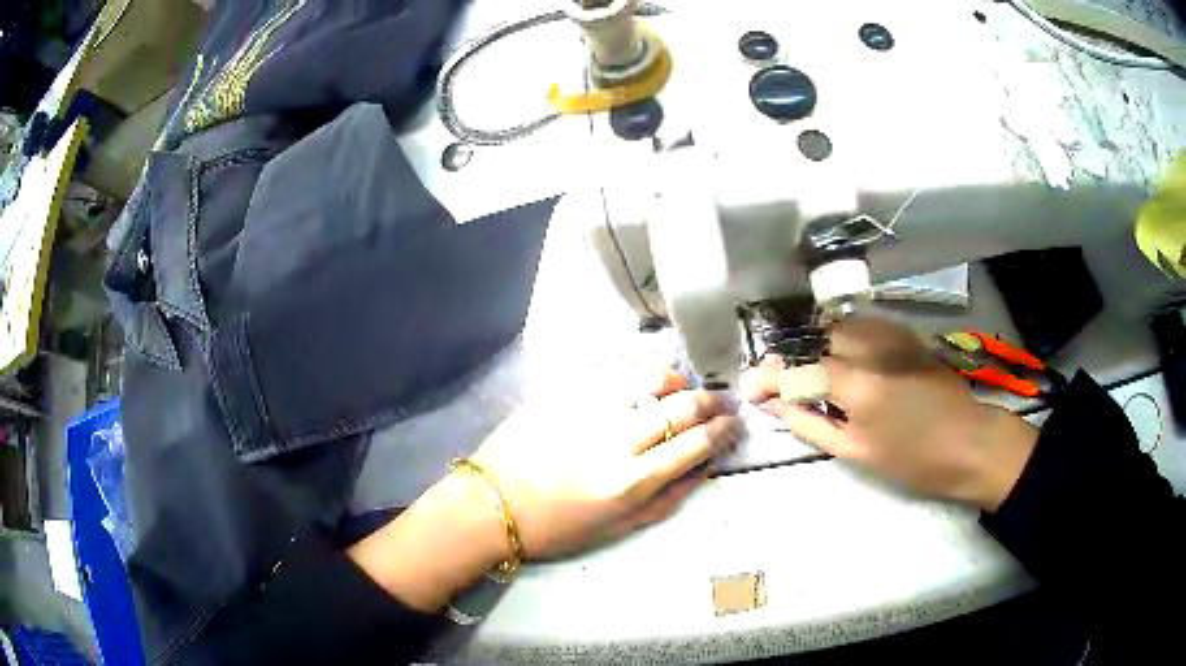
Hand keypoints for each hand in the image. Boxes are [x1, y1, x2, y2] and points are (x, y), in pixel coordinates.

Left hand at [472, 369, 742, 558]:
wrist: (493, 504)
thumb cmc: (557, 527)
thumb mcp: (618, 527)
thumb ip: (667, 498)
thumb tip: (704, 468)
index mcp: (630, 481)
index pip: (695, 444)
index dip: (723, 430)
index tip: (734, 424)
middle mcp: (615, 440)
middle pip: (680, 407)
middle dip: (711, 401)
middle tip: (721, 402)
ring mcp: (587, 410)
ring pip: (649, 380)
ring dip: (677, 382)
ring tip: (682, 389)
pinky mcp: (563, 393)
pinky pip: (612, 375)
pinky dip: (636, 379)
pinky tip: (639, 386)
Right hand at [740, 318, 1037, 510]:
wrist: (970, 442)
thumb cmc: (914, 459)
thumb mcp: (857, 451)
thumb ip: (811, 424)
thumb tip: (776, 406)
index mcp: (858, 382)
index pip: (799, 367)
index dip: (769, 377)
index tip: (751, 391)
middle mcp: (871, 345)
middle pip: (815, 336)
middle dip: (791, 357)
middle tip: (780, 384)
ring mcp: (891, 334)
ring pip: (838, 325)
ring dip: (816, 346)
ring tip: (808, 375)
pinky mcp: (904, 334)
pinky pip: (861, 326)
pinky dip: (841, 340)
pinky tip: (842, 362)